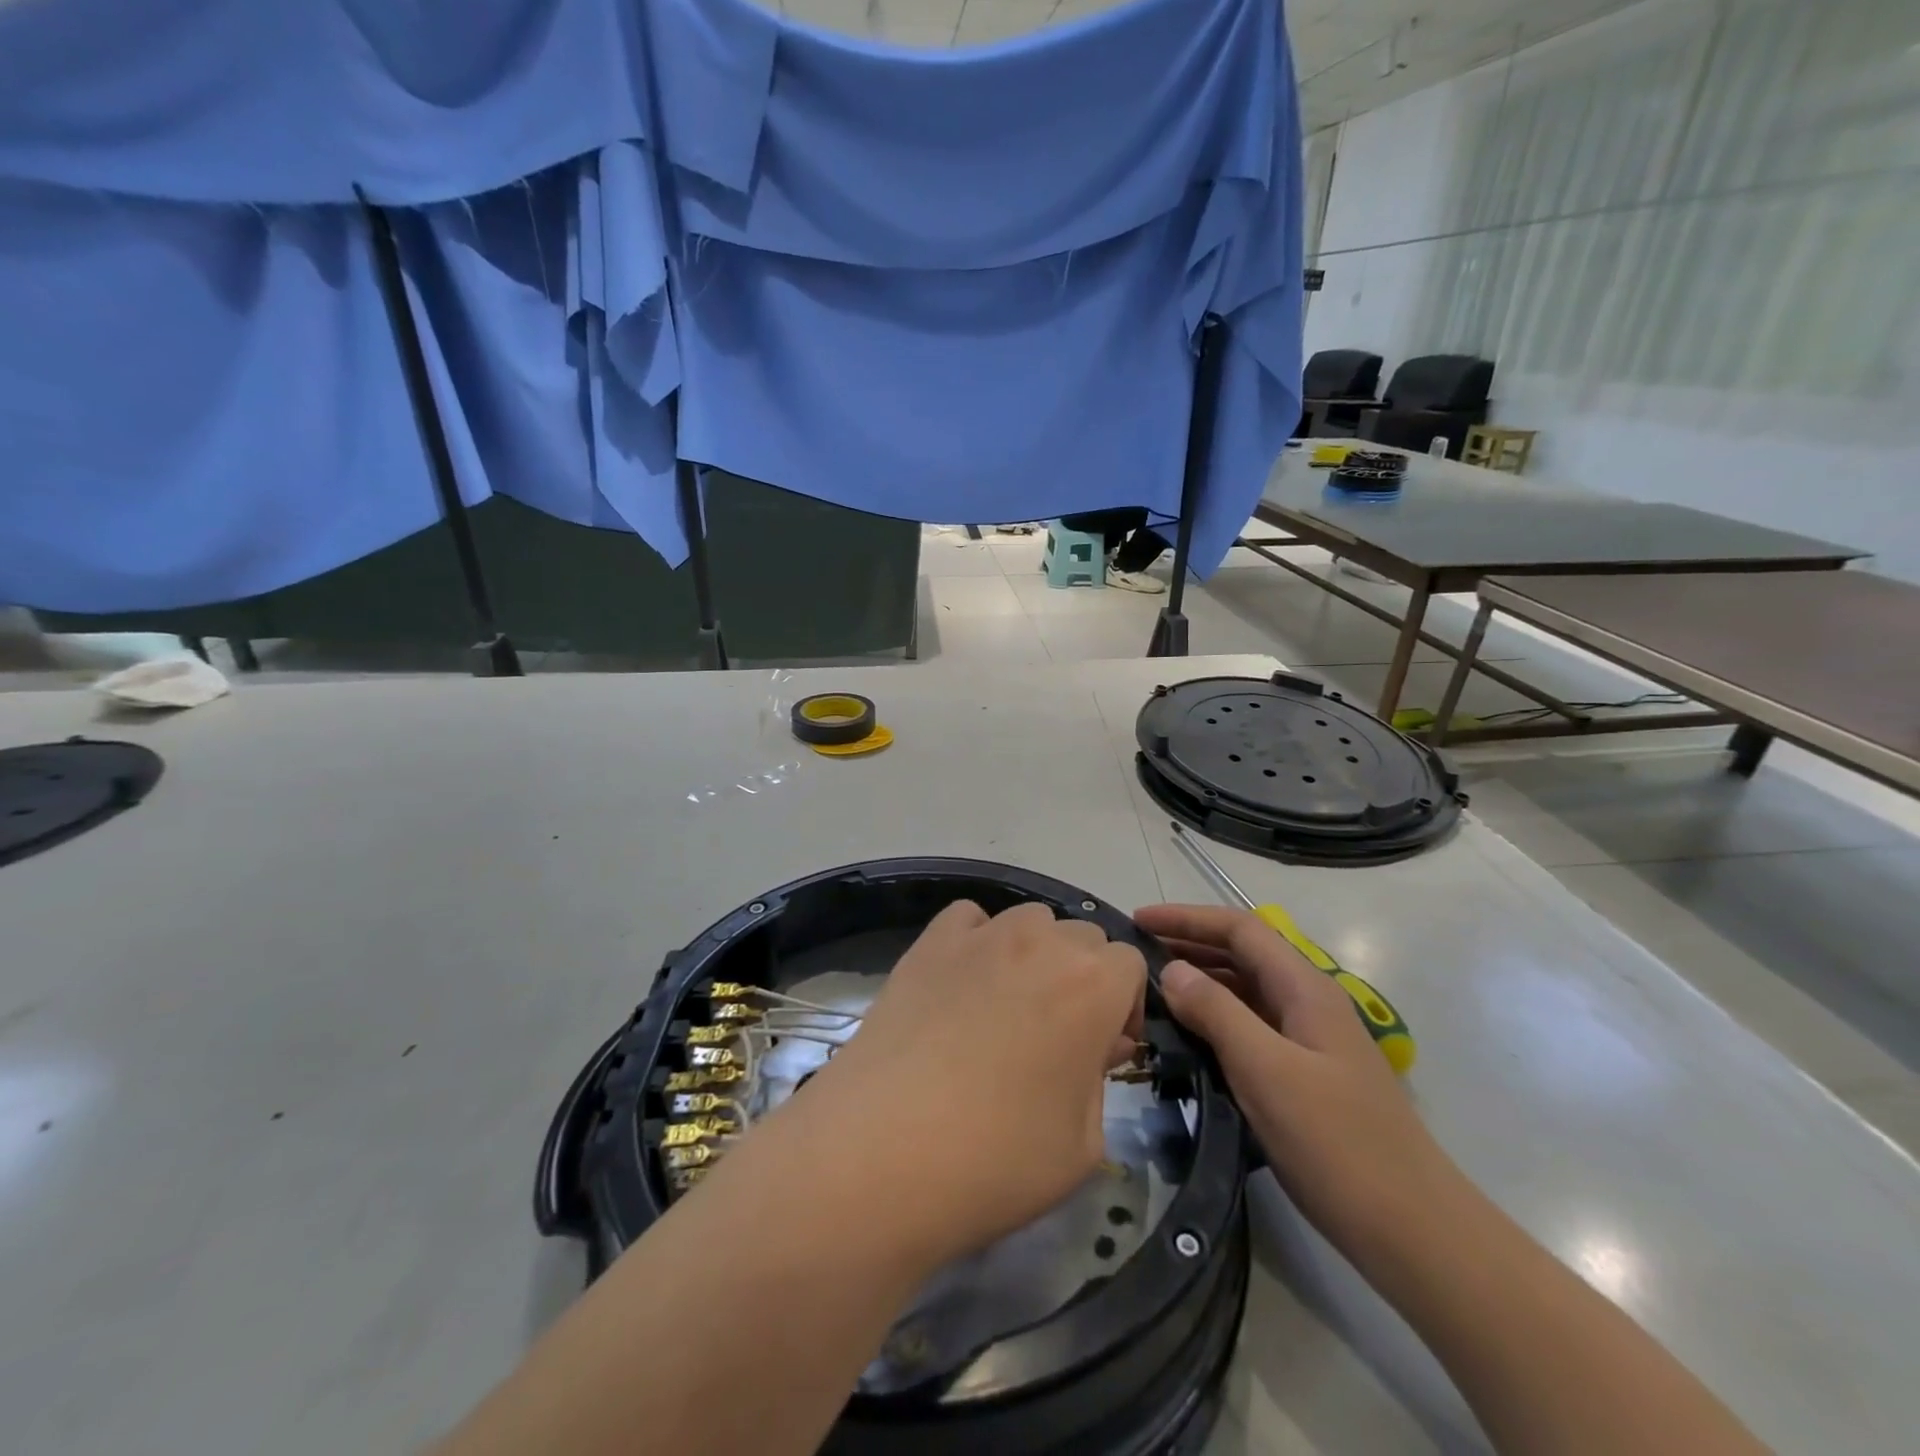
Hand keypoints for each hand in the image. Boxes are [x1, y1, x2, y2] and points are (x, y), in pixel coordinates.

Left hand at [800, 901, 1146, 1266]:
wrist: (882, 1151)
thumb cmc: (997, 1159)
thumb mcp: (1082, 1143)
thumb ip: (1100, 1079)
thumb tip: (1094, 1045)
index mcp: (1094, 984)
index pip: (1130, 964)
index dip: (1123, 1006)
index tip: (1103, 1050)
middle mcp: (1042, 942)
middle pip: (1082, 937)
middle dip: (1083, 978)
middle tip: (1057, 1035)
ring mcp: (980, 936)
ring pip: (1029, 922)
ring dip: (1034, 954)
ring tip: (1008, 1007)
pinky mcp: (929, 942)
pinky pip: (970, 920)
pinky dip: (977, 940)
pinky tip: (962, 984)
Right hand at [1135, 903, 1458, 1259]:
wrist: (1414, 1232)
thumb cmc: (1338, 1144)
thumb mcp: (1267, 1071)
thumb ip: (1216, 1013)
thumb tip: (1171, 969)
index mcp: (1305, 989)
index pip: (1240, 929)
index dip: (1187, 918)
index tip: (1138, 920)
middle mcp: (1308, 1003)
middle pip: (1243, 954)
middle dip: (1189, 944)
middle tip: (1136, 953)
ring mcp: (1309, 1040)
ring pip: (1245, 991)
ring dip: (1200, 981)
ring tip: (1152, 989)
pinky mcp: (1305, 1075)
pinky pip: (1250, 1027)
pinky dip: (1214, 1019)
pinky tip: (1188, 1037)